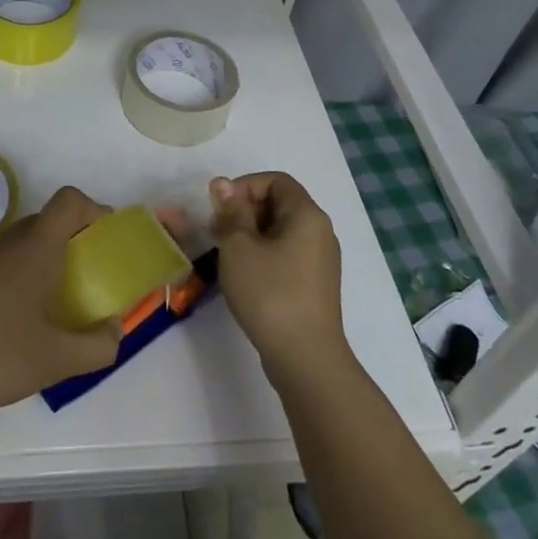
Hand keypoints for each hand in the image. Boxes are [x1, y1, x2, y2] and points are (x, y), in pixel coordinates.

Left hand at [0, 186, 122, 428]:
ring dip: (36, 266)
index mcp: (33, 252)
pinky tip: (0, 330)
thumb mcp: (55, 361)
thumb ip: (97, 346)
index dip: (93, 209)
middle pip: (43, 223)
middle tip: (82, 280)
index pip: (68, 202)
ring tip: (43, 312)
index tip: (104, 239)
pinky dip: (6, 285)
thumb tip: (116, 330)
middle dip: (68, 242)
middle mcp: (3, 247)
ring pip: (14, 249)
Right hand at [210, 172, 348, 377]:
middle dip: (244, 210)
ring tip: (226, 256)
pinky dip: (263, 255)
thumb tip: (223, 184)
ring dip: (250, 235)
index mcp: (307, 215)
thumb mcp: (239, 247)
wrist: (305, 358)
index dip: (244, 186)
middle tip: (217, 232)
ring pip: (281, 231)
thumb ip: (231, 211)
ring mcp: (320, 260)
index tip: (220, 208)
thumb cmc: (270, 293)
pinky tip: (245, 276)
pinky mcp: (315, 285)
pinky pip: (287, 254)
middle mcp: (320, 232)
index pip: (276, 180)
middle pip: (279, 204)